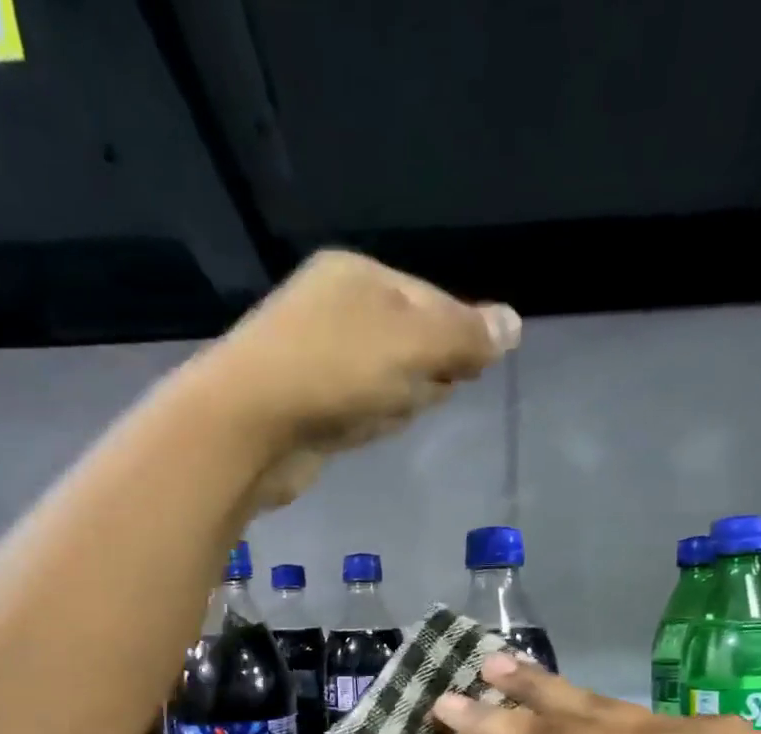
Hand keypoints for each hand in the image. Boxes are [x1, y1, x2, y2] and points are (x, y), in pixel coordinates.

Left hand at [190, 250, 519, 509]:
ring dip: (398, 398)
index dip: (459, 337)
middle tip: (427, 393)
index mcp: (358, 275)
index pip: (432, 300)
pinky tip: (363, 430)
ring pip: (382, 377)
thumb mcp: (413, 345)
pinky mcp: (301, 404)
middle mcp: (332, 307)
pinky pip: (353, 406)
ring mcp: (312, 356)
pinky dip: (366, 419)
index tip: (471, 372)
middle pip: (408, 339)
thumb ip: (465, 336)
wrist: (246, 428)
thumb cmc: (334, 372)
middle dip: (427, 370)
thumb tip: (514, 323)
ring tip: (389, 414)